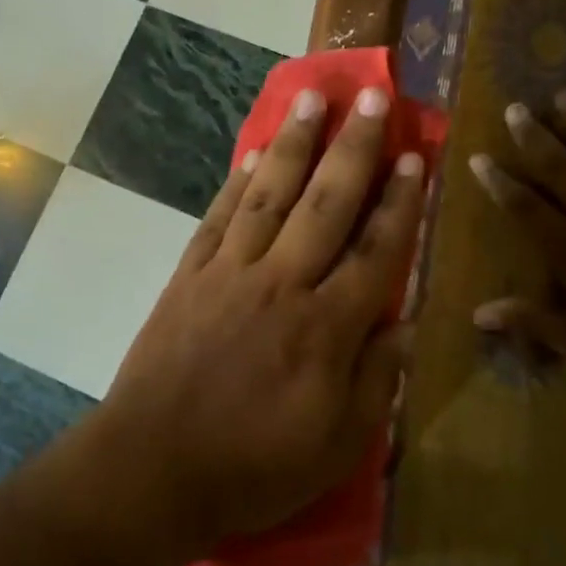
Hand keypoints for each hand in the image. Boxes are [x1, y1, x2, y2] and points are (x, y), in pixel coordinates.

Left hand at [84, 84, 425, 565]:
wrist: (151, 469)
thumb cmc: (253, 468)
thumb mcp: (336, 446)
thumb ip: (376, 379)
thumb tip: (405, 322)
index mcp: (325, 328)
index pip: (376, 251)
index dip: (400, 202)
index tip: (414, 155)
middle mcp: (282, 283)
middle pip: (326, 203)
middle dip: (354, 147)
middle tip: (372, 96)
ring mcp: (229, 273)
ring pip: (270, 194)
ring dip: (294, 144)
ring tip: (311, 98)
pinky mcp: (189, 275)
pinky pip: (218, 217)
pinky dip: (237, 182)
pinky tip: (252, 152)